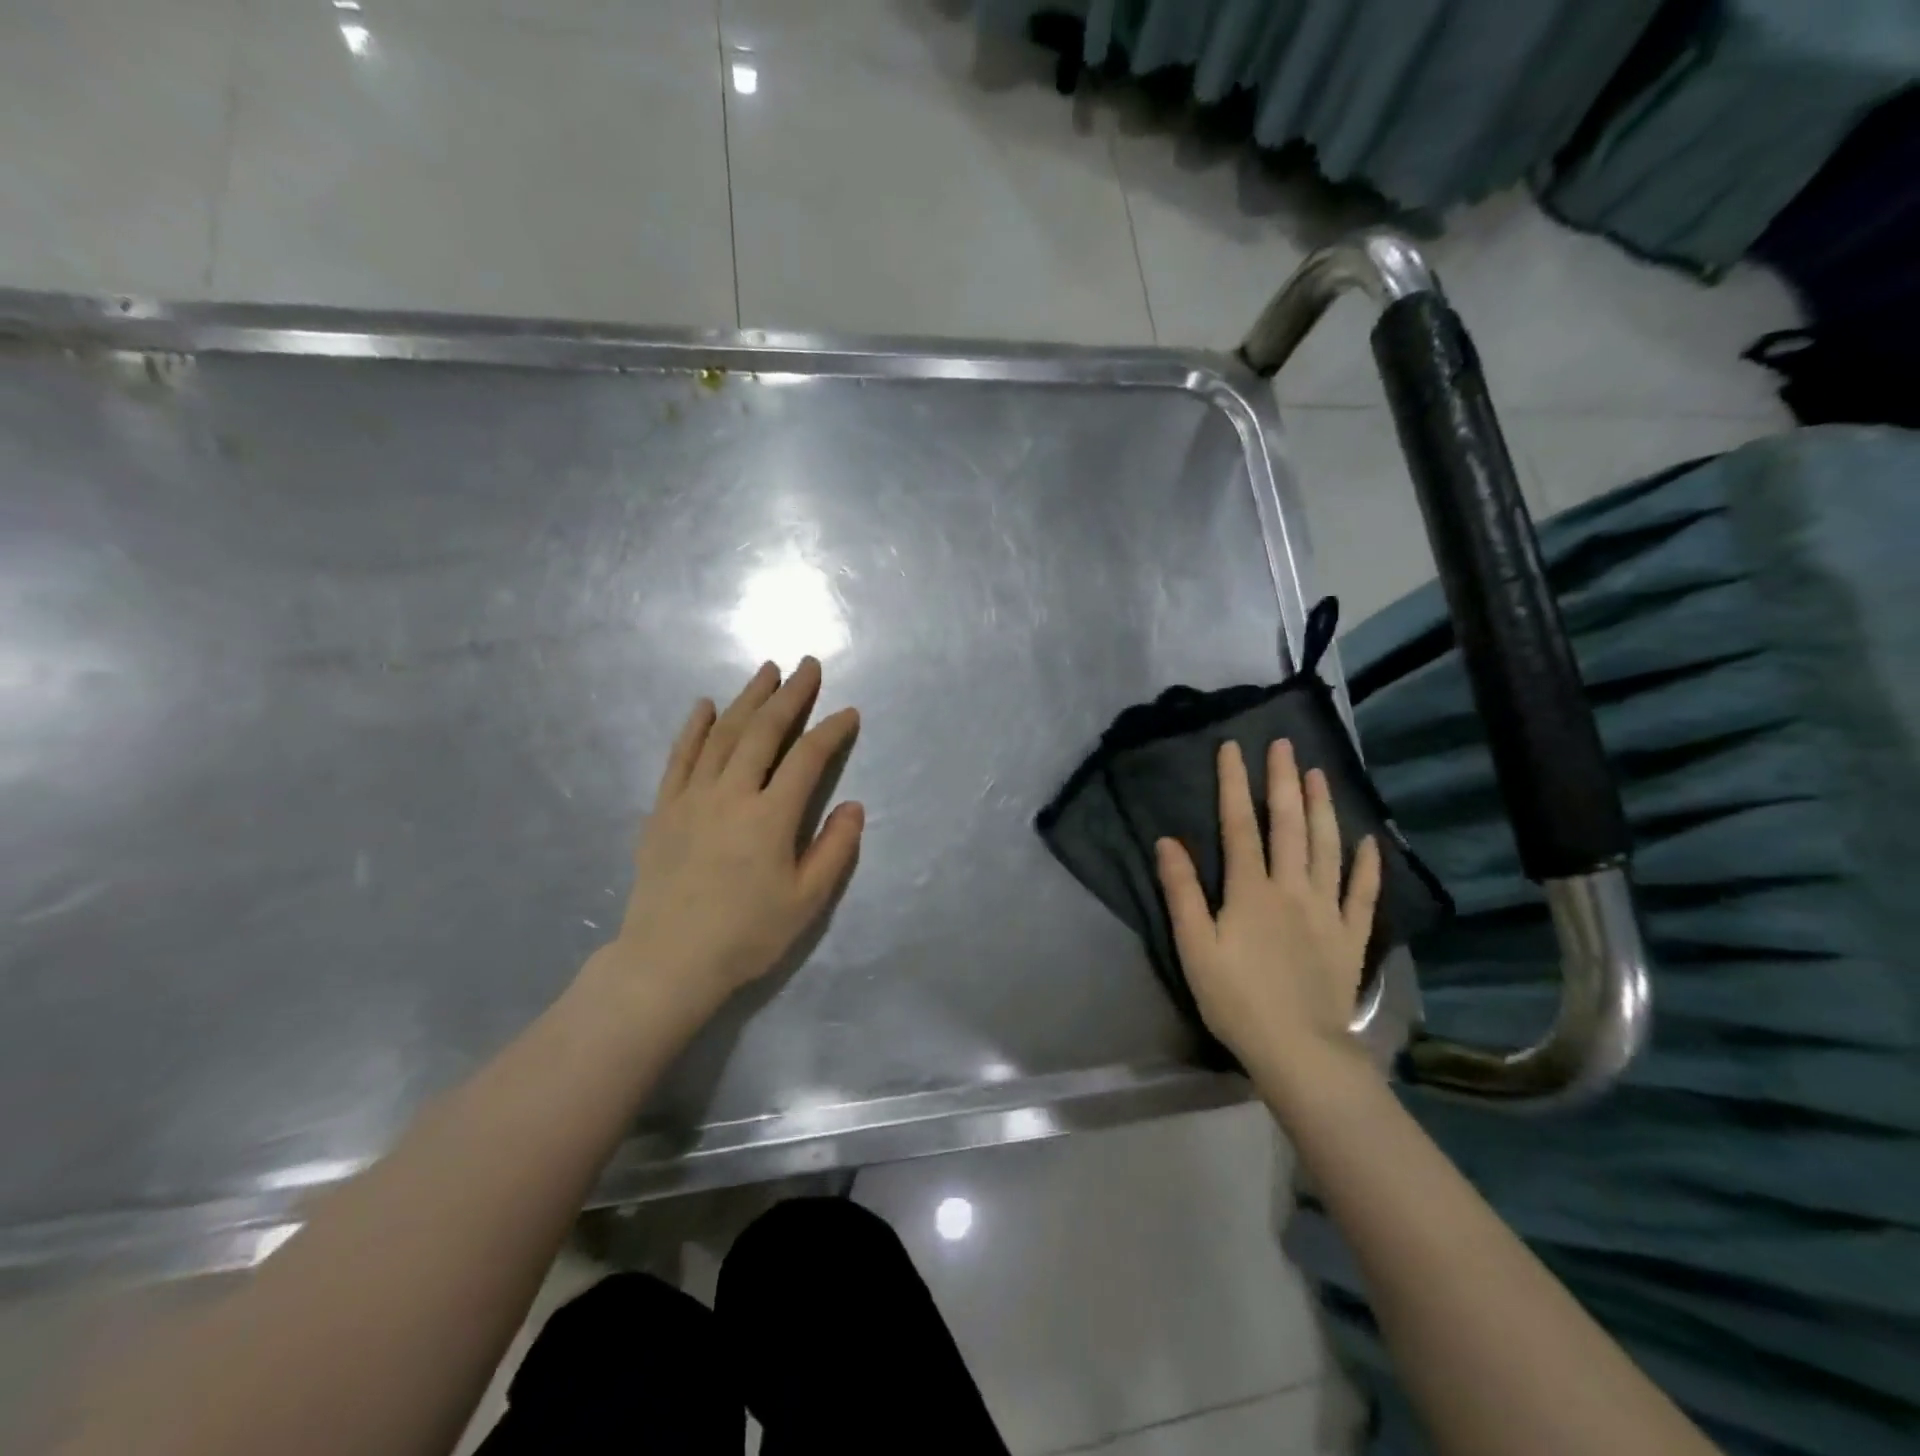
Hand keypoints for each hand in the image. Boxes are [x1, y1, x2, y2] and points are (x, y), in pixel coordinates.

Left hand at [598, 657, 863, 1011]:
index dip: (831, 731)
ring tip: (766, 671)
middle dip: (789, 695)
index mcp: (770, 817)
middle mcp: (731, 794)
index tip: (848, 713)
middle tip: (807, 666)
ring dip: (747, 699)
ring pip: (722, 734)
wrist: (668, 961)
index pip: (807, 758)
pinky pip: (679, 757)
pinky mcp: (663, 809)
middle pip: (763, 732)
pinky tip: (705, 705)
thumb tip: (854, 806)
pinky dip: (694, 728)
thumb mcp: (806, 901)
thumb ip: (835, 850)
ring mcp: (692, 798)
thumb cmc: (746, 935)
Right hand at [1155, 740, 1380, 1078]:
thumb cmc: (1237, 999)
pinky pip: (1362, 892)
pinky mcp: (1350, 935)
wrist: (1299, 1050)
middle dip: (1283, 781)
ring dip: (1322, 807)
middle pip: (1289, 825)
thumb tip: (1168, 842)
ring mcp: (1327, 910)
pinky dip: (1368, 864)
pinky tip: (1370, 840)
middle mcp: (1292, 888)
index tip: (1232, 748)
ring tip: (1320, 773)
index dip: (1234, 784)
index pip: (1240, 825)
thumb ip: (1182, 892)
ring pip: (1327, 847)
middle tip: (1284, 745)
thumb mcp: (1195, 947)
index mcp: (1251, 890)